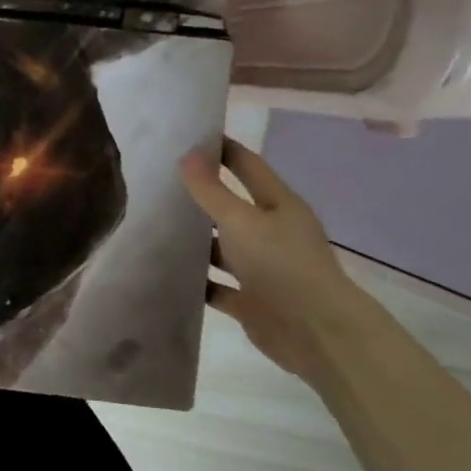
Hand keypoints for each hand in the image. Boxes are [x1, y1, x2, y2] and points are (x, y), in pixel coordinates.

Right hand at [179, 139, 379, 380]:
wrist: (316, 334)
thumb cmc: (281, 265)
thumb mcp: (241, 220)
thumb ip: (211, 191)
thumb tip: (187, 155)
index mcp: (279, 206)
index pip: (248, 166)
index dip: (222, 149)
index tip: (189, 136)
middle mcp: (272, 233)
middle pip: (231, 208)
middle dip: (200, 197)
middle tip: (158, 181)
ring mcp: (262, 269)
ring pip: (222, 248)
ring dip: (195, 241)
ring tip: (153, 226)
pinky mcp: (251, 302)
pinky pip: (217, 286)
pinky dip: (196, 280)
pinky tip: (165, 271)